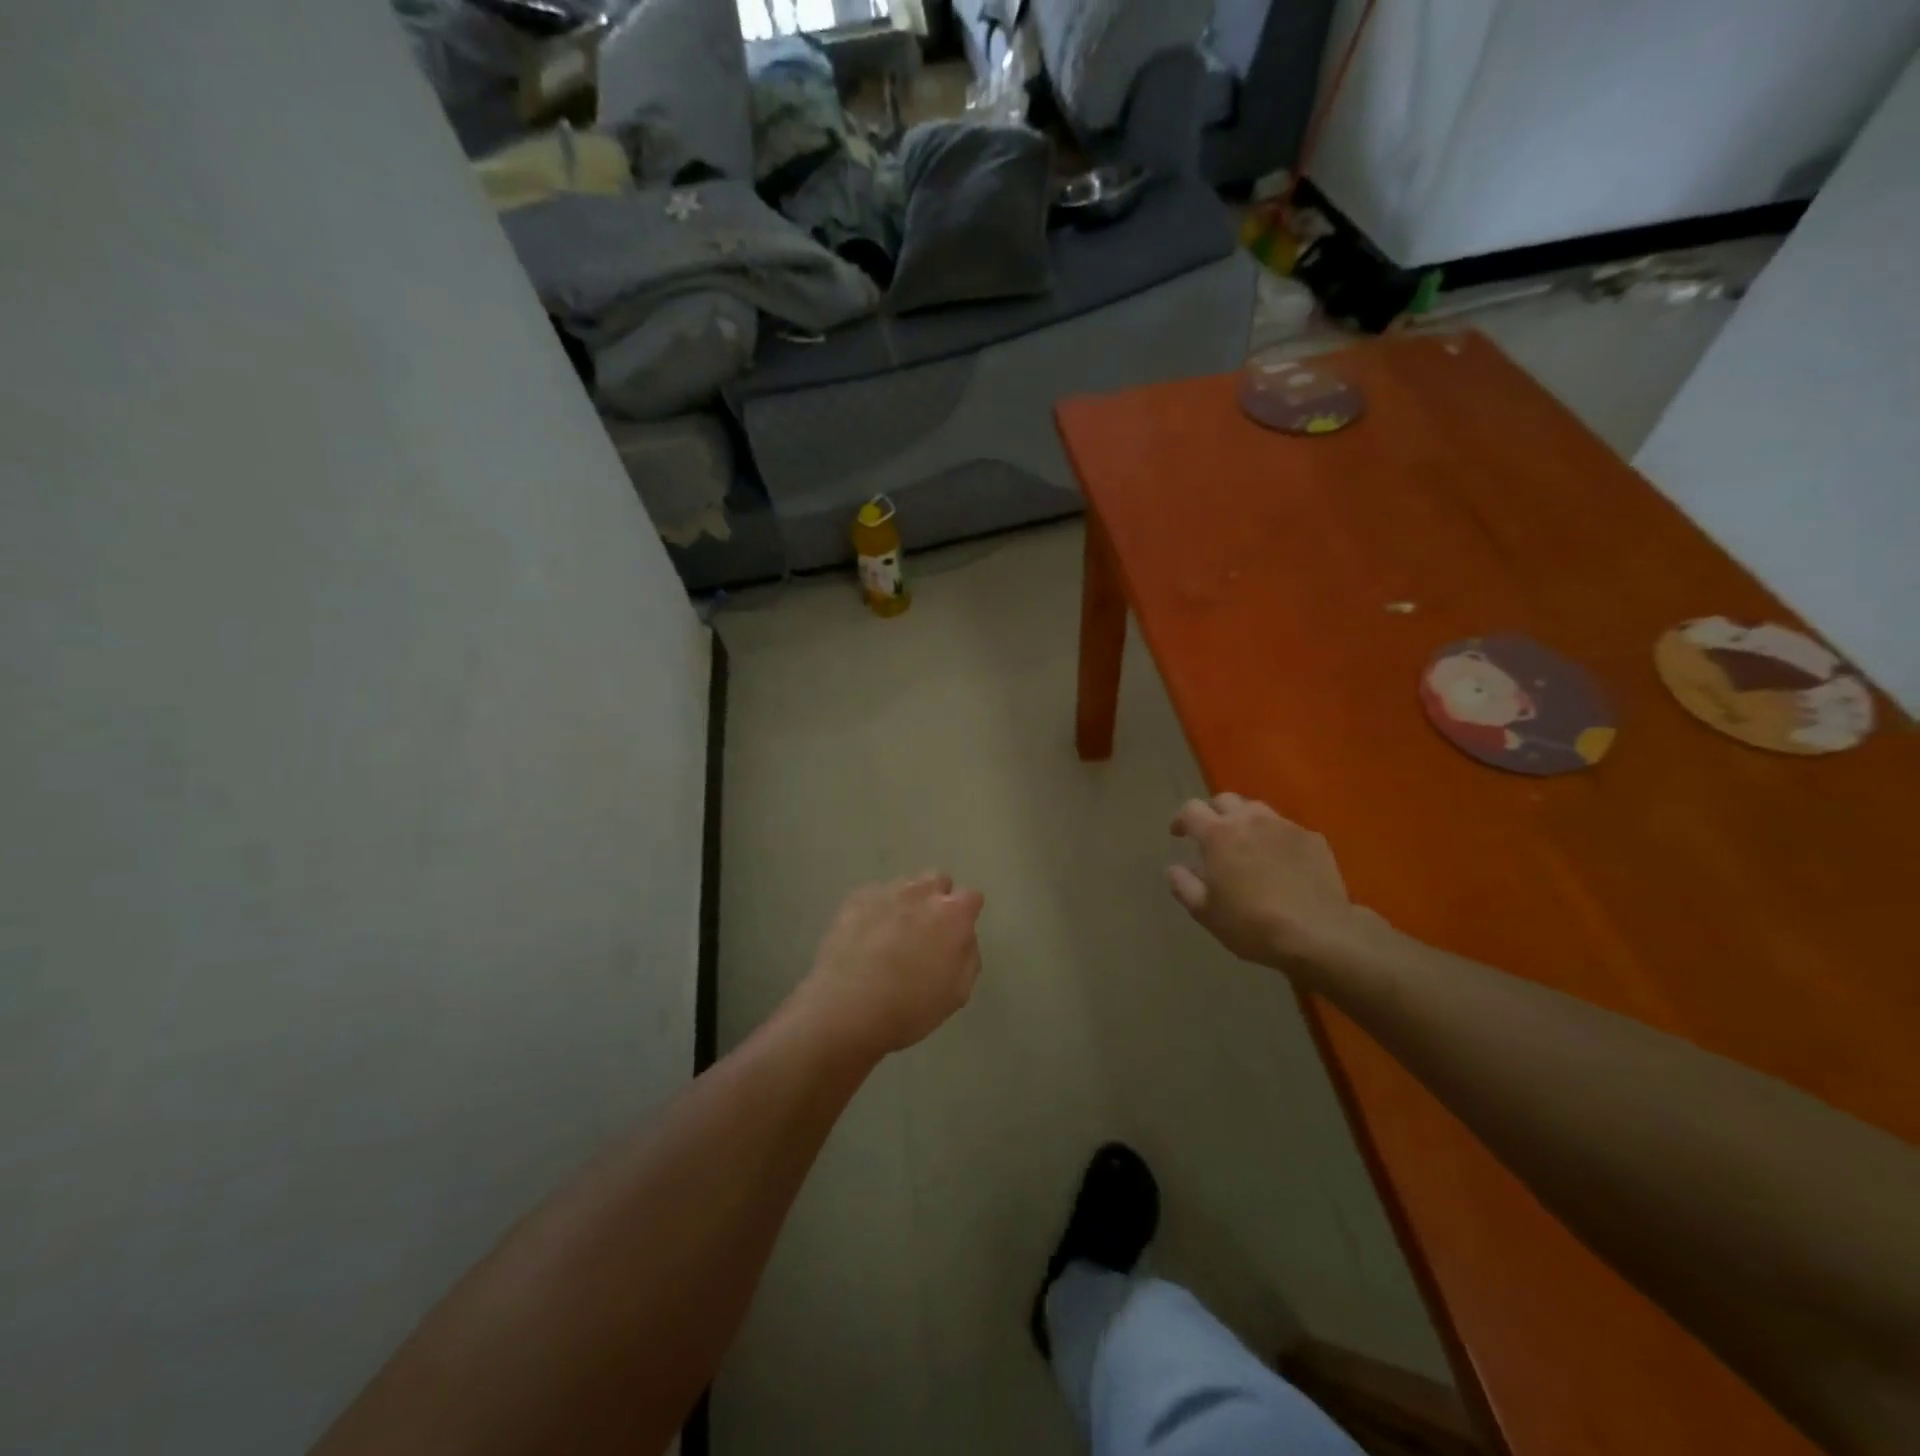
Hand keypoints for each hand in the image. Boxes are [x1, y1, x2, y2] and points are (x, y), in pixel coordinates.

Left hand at [796, 874, 985, 1058]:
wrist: (845, 1009)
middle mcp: (922, 893)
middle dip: (937, 899)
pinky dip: (876, 910)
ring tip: (892, 935)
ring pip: (905, 886)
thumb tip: (963, 938)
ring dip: (906, 903)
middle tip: (927, 932)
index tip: (956, 936)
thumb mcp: (957, 994)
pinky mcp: (855, 899)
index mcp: (952, 914)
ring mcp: (886, 892)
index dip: (966, 916)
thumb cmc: (909, 1008)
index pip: (971, 897)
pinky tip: (865, 937)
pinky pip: (874, 896)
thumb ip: (968, 957)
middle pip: (938, 880)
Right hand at [1168, 794, 1371, 971]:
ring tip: (1247, 844)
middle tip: (1212, 837)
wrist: (1318, 934)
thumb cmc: (1251, 924)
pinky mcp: (1313, 839)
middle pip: (1225, 800)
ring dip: (1245, 821)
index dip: (1181, 819)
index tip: (1179, 835)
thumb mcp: (1205, 912)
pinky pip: (1286, 829)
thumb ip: (1183, 885)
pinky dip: (1275, 838)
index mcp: (1218, 834)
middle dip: (1213, 813)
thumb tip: (1175, 868)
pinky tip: (1280, 861)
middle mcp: (1249, 820)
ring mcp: (1284, 826)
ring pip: (1257, 810)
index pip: (1191, 809)